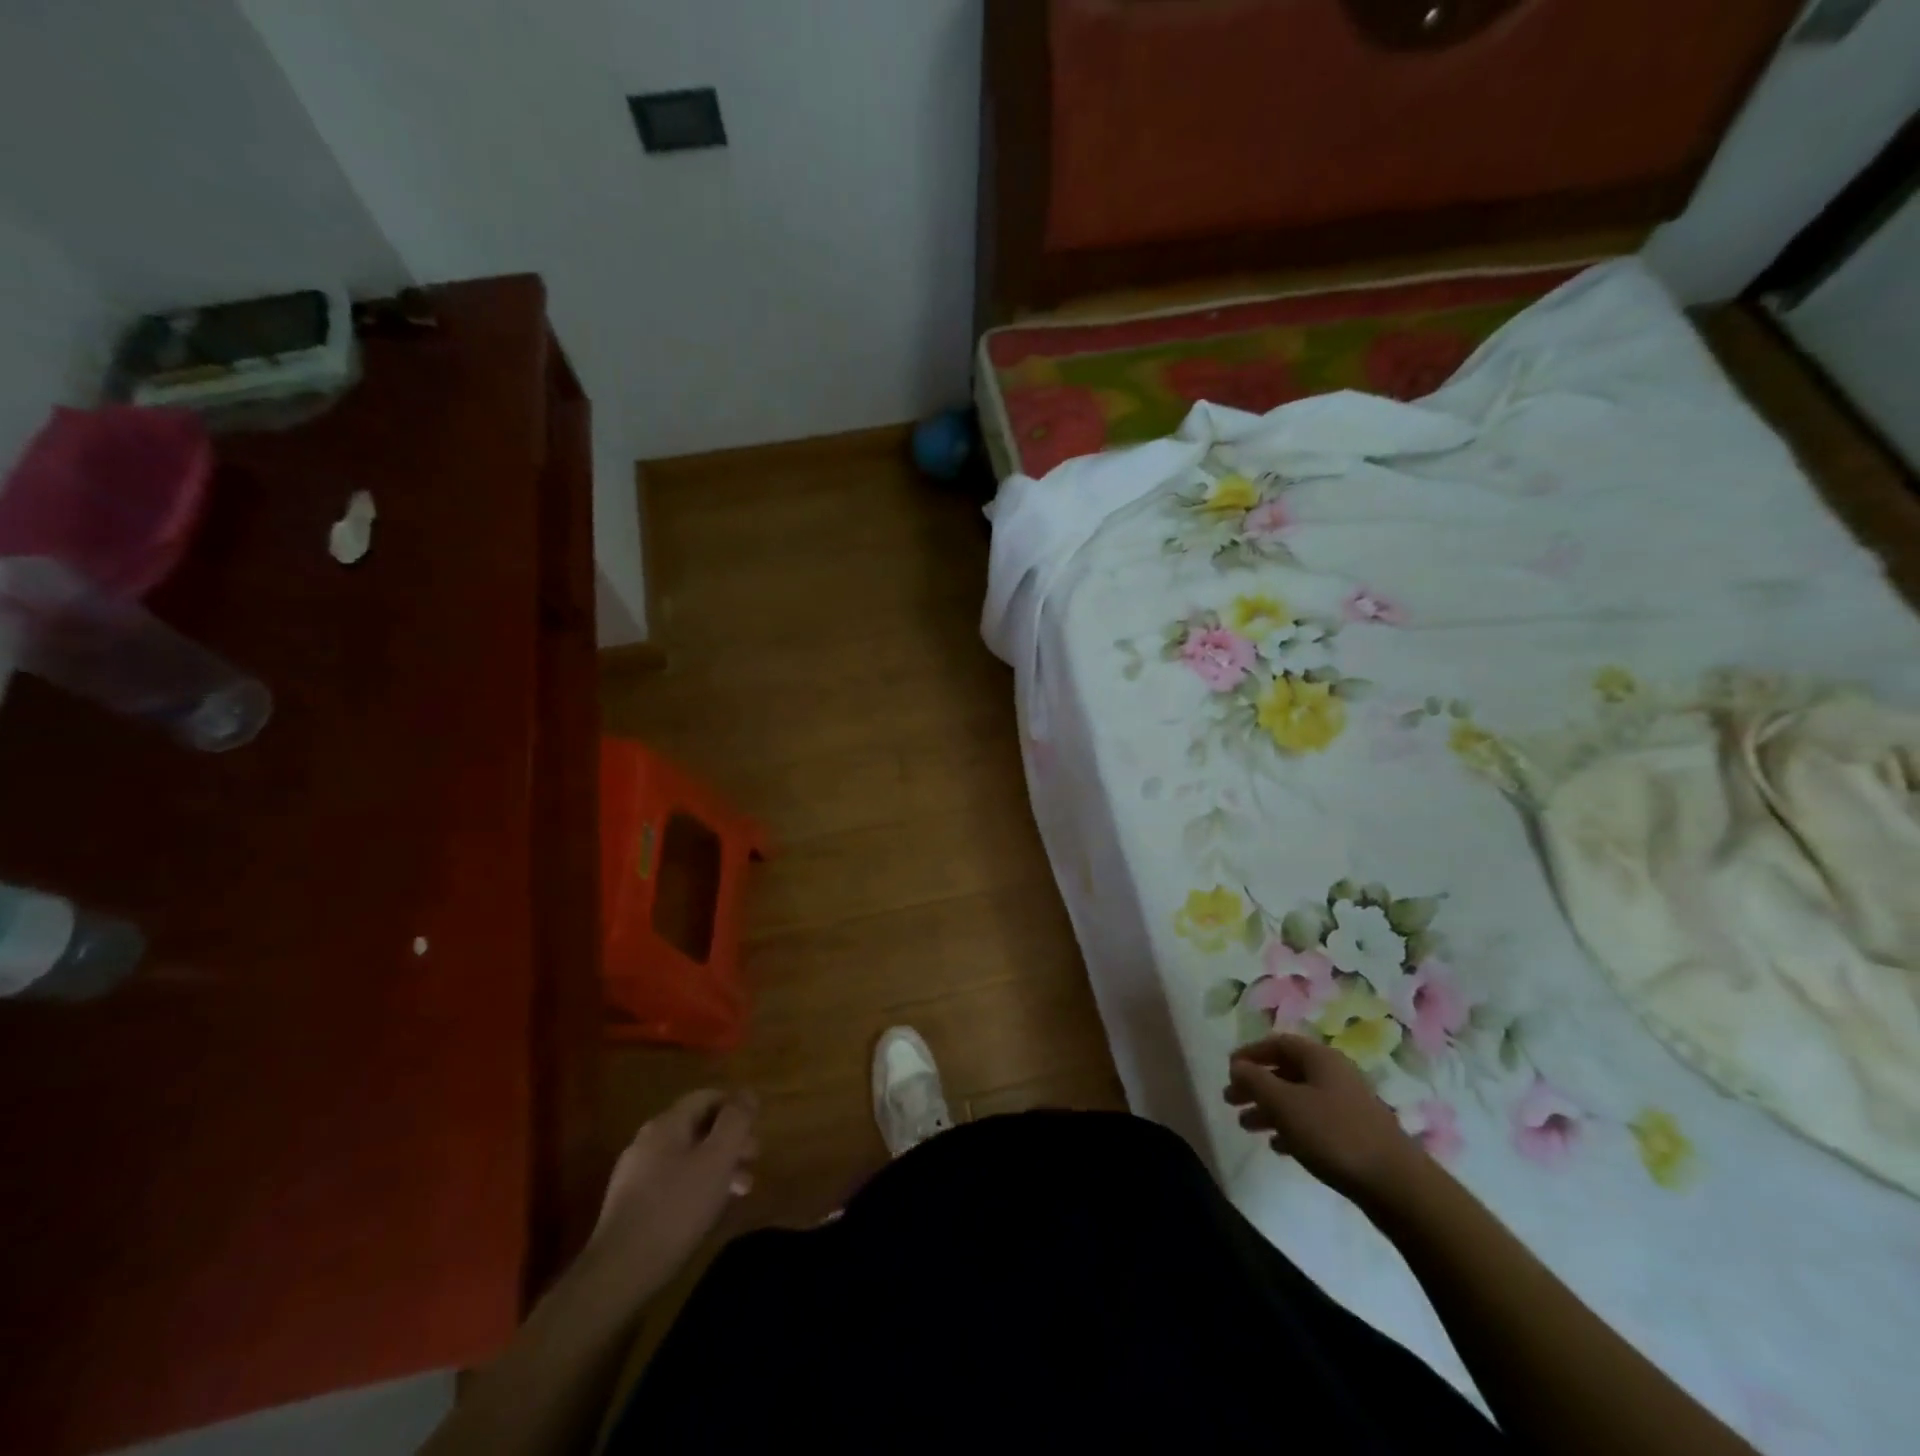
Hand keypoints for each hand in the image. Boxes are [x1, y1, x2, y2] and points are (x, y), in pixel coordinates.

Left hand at [587, 1089, 758, 1294]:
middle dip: (730, 1140)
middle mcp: (648, 1140)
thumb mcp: (717, 1160)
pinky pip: (672, 1181)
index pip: (707, 1097)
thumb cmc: (675, 1209)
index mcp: (667, 1123)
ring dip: (717, 1166)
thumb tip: (747, 1093)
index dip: (735, 1108)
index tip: (756, 1129)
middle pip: (698, 1126)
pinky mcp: (631, 1205)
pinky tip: (707, 1209)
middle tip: (753, 1161)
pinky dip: (696, 1185)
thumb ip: (735, 1121)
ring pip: (687, 1156)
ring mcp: (635, 1173)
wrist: (617, 1274)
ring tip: (739, 1191)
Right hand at [1225, 1034, 1424, 1205]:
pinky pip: (1313, 1122)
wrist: (1397, 1185)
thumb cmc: (1334, 1134)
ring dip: (1269, 1109)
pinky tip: (1277, 1146)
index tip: (1228, 1070)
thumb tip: (1237, 1065)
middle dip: (1256, 1085)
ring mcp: (1347, 1106)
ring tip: (1246, 1126)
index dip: (1250, 1054)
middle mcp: (1334, 1075)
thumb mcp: (1285, 1104)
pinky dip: (1291, 1128)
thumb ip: (1256, 1081)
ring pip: (1298, 1099)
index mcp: (1320, 1059)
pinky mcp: (1355, 1135)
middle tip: (1230, 1100)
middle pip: (1286, 1072)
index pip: (1278, 1044)